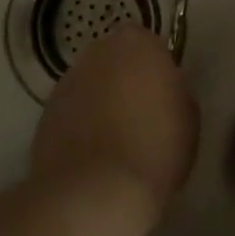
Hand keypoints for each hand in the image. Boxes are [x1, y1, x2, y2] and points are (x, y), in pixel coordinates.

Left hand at [31, 25, 198, 227]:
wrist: (95, 192)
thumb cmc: (154, 148)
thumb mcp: (188, 119)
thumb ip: (175, 92)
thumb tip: (162, 94)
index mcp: (137, 43)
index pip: (148, 44)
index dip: (154, 70)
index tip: (162, 97)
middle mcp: (98, 52)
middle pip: (115, 60)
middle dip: (124, 81)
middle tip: (139, 117)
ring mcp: (67, 80)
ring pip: (90, 85)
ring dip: (99, 103)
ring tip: (113, 143)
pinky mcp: (46, 112)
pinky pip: (71, 112)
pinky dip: (79, 126)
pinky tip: (91, 157)